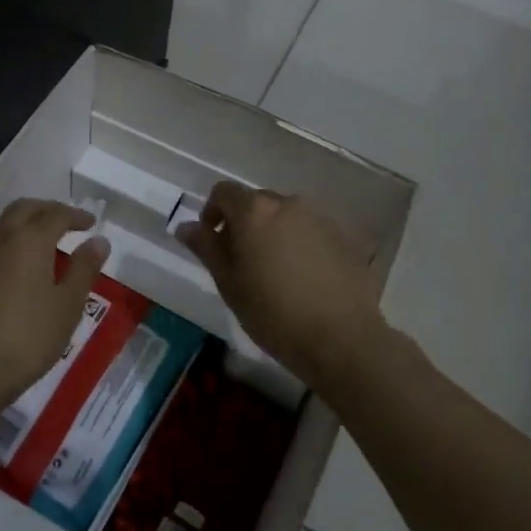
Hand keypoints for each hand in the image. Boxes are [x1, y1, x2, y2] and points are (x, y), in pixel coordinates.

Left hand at [0, 199, 109, 450]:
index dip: (76, 215)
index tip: (91, 223)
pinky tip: (14, 265)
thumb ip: (84, 269)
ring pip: (2, 224)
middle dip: (48, 210)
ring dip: (24, 223)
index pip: (56, 214)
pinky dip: (7, 241)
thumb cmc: (26, 338)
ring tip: (42, 242)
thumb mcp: (67, 306)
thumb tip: (98, 241)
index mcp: (28, 239)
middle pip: (24, 209)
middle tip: (67, 223)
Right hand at [177, 181, 384, 388]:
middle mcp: (289, 204)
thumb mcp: (229, 283)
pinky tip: (302, 280)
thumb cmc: (273, 313)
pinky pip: (311, 232)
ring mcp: (321, 219)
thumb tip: (186, 226)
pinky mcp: (344, 239)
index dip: (212, 212)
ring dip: (272, 233)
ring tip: (273, 272)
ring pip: (286, 217)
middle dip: (243, 223)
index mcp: (255, 211)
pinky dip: (299, 245)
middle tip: (239, 261)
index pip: (224, 192)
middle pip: (257, 202)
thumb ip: (206, 248)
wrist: (341, 338)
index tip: (211, 241)